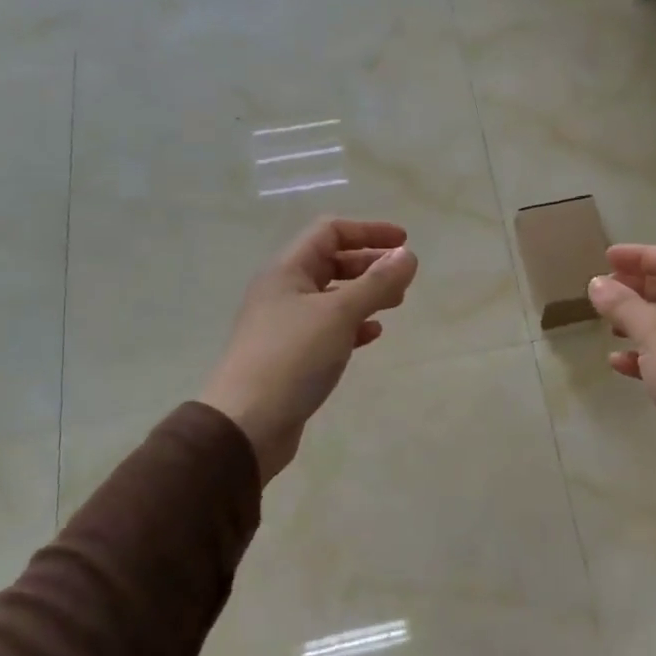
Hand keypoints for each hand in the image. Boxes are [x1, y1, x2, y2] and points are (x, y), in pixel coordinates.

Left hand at [199, 218, 418, 481]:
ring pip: (332, 297)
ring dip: (364, 294)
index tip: (404, 243)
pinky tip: (373, 335)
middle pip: (331, 262)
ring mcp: (286, 325)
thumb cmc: (292, 358)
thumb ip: (376, 283)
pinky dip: (353, 326)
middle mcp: (283, 291)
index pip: (329, 232)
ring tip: (395, 304)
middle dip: (370, 264)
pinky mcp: (292, 356)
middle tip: (403, 278)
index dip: (368, 231)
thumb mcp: (339, 314)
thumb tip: (408, 255)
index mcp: (287, 271)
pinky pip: (328, 329)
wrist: (247, 424)